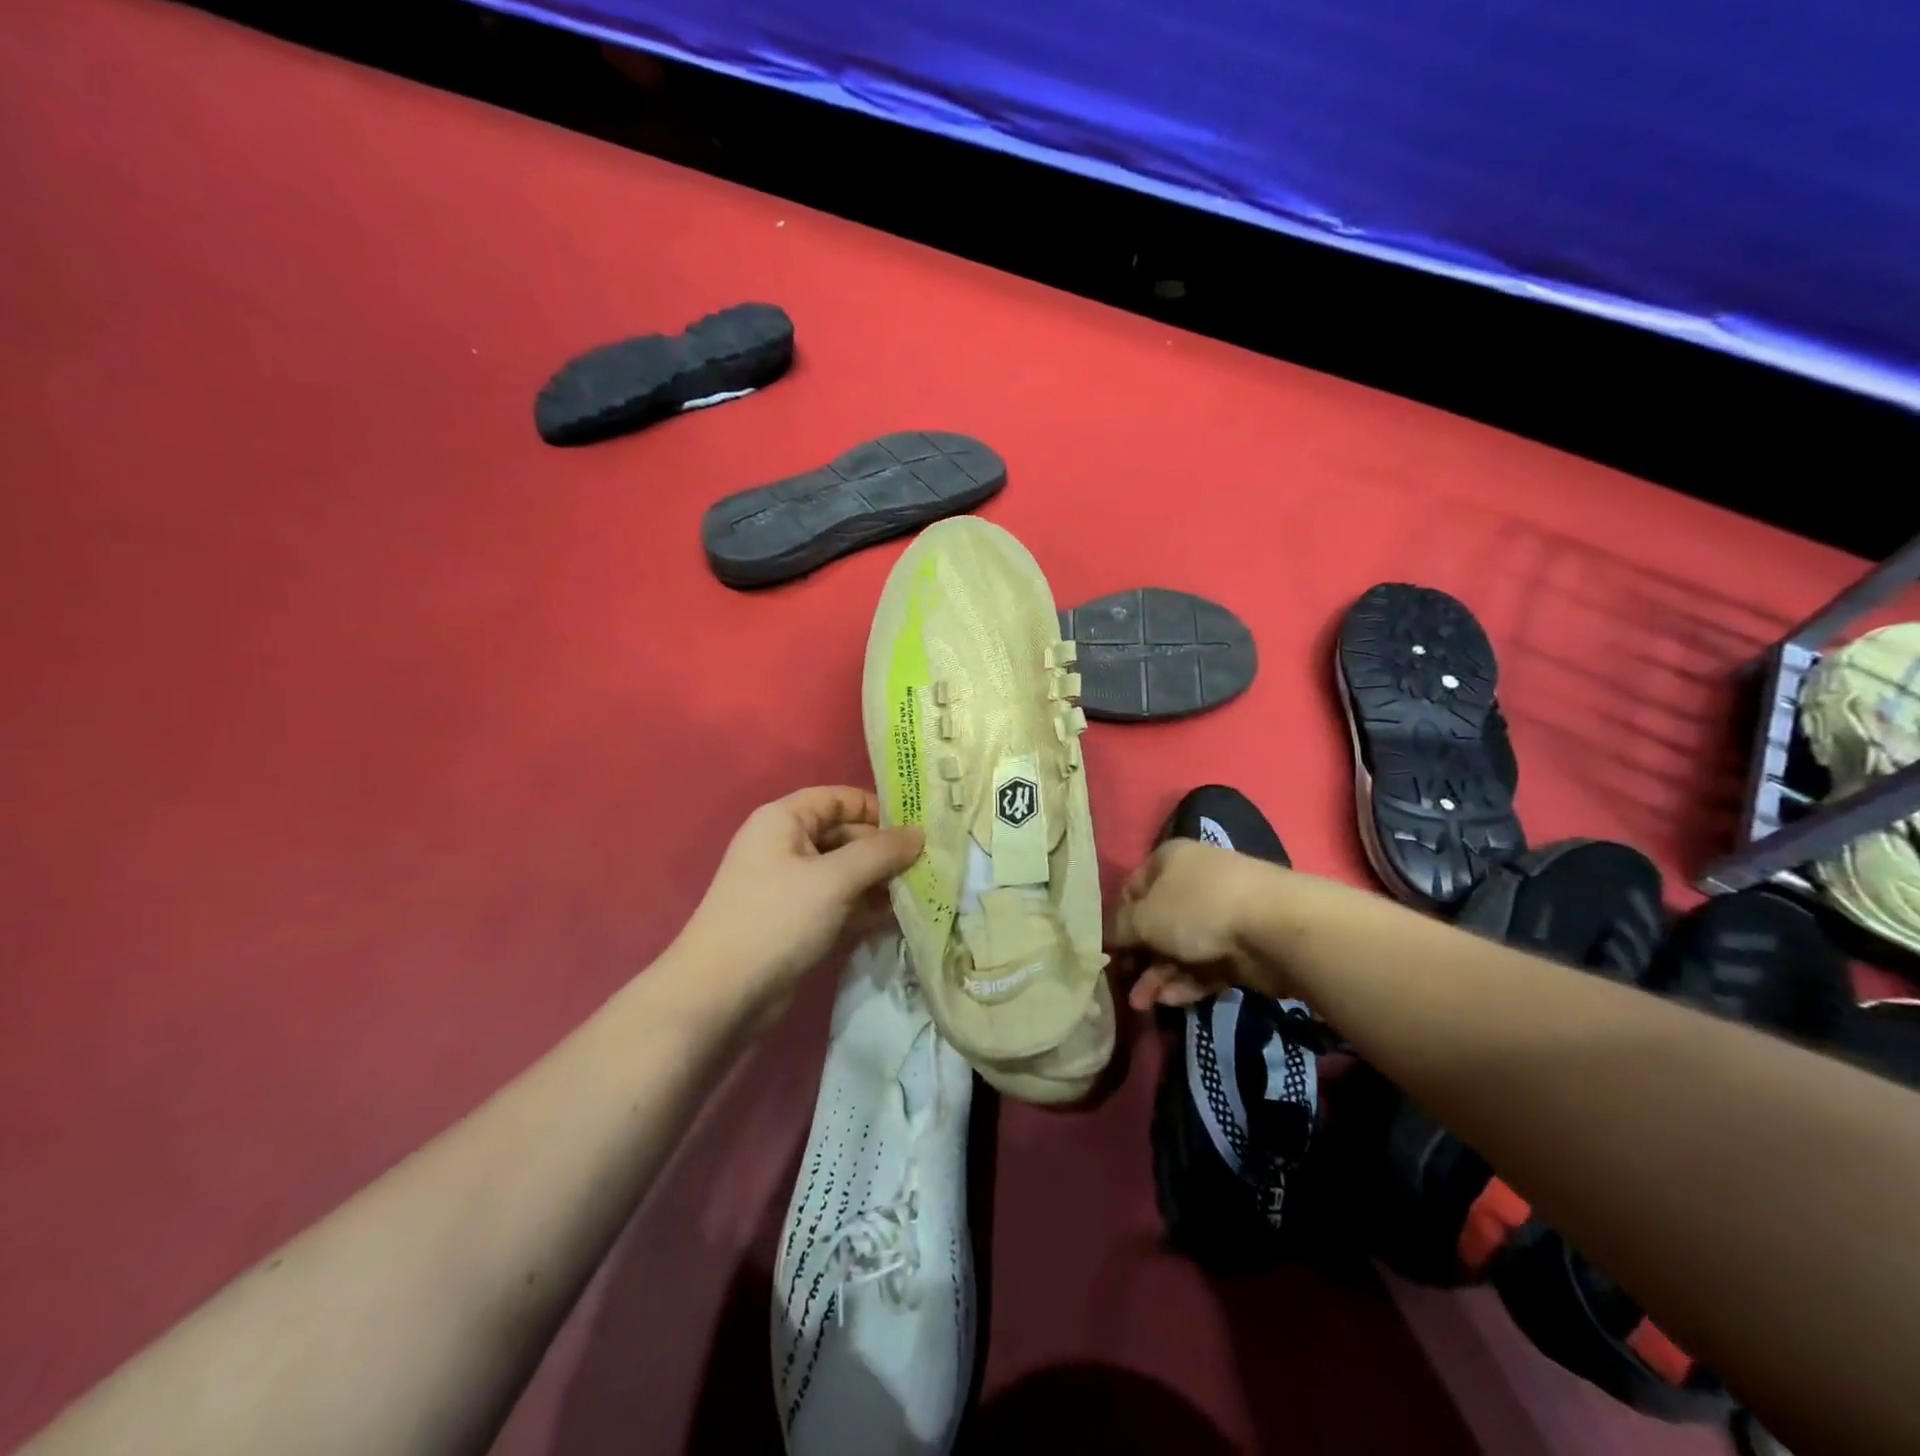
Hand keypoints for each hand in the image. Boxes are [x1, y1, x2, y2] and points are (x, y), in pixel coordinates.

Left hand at [671, 786, 923, 1017]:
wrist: (721, 996)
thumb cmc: (776, 920)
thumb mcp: (834, 880)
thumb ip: (880, 853)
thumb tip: (920, 834)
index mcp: (784, 820)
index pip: (839, 799)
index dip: (877, 809)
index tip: (918, 829)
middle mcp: (787, 845)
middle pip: (845, 835)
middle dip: (885, 850)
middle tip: (929, 866)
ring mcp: (792, 885)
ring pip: (846, 872)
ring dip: (880, 882)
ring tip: (922, 893)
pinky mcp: (798, 920)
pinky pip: (840, 902)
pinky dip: (866, 907)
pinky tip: (900, 918)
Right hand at [1110, 838, 1277, 1009]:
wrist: (1276, 928)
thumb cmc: (1198, 909)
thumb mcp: (1144, 918)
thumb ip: (1118, 928)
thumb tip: (1101, 936)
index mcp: (1169, 861)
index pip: (1132, 889)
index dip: (1117, 919)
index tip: (1109, 950)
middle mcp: (1193, 882)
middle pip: (1156, 922)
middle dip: (1139, 957)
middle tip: (1125, 983)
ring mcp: (1220, 914)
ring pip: (1180, 947)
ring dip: (1159, 976)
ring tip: (1142, 1005)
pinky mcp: (1241, 946)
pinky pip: (1205, 964)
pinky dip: (1186, 982)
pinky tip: (1170, 1001)